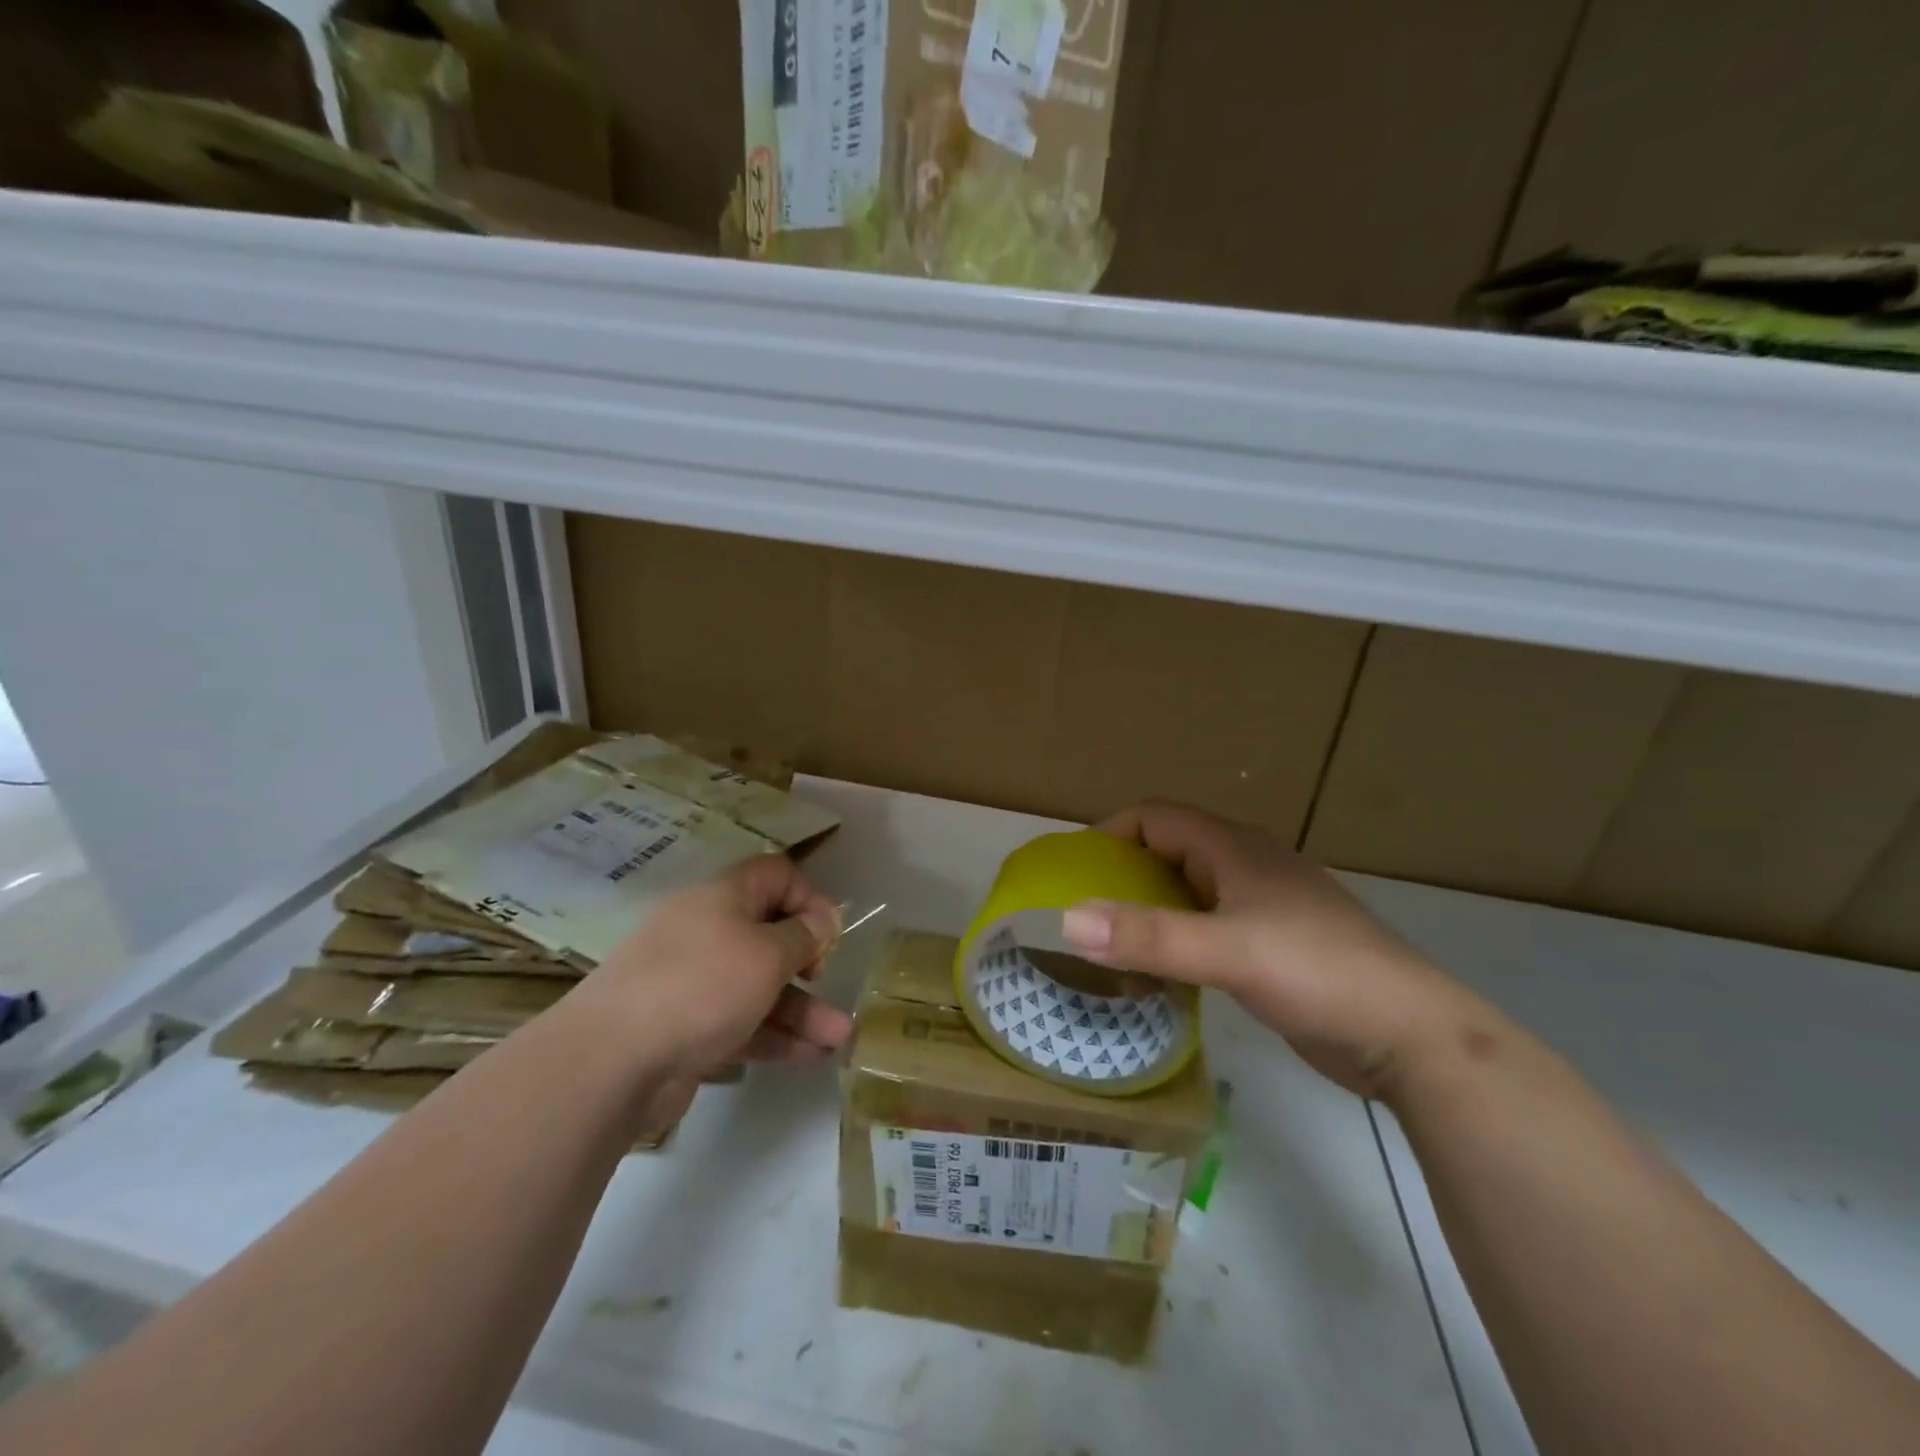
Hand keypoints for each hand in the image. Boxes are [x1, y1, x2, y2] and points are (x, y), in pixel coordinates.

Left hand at [581, 854, 851, 1085]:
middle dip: (808, 961)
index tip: (828, 933)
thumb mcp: (767, 953)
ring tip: (840, 1037)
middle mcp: (707, 932)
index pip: (774, 876)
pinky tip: (812, 1056)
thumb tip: (823, 920)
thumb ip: (803, 936)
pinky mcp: (686, 1028)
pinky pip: (741, 1022)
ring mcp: (693, 982)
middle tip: (822, 978)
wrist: (610, 1062)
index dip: (808, 897)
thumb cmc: (701, 986)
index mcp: (722, 898)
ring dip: (802, 1009)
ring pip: (759, 986)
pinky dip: (775, 1035)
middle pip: (769, 934)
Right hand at [1061, 802, 1488, 1099]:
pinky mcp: (1272, 947)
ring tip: (1112, 952)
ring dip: (1148, 916)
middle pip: (1168, 855)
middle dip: (1122, 880)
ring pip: (1187, 896)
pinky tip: (1161, 979)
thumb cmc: (1318, 973)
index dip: (1111, 834)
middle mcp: (1245, 868)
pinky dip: (1176, 945)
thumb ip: (1148, 936)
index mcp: (1234, 849)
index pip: (1156, 818)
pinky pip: (1207, 931)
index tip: (1074, 873)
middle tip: (1084, 918)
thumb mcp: (1227, 952)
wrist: (1410, 1036)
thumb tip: (1067, 920)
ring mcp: (1262, 908)